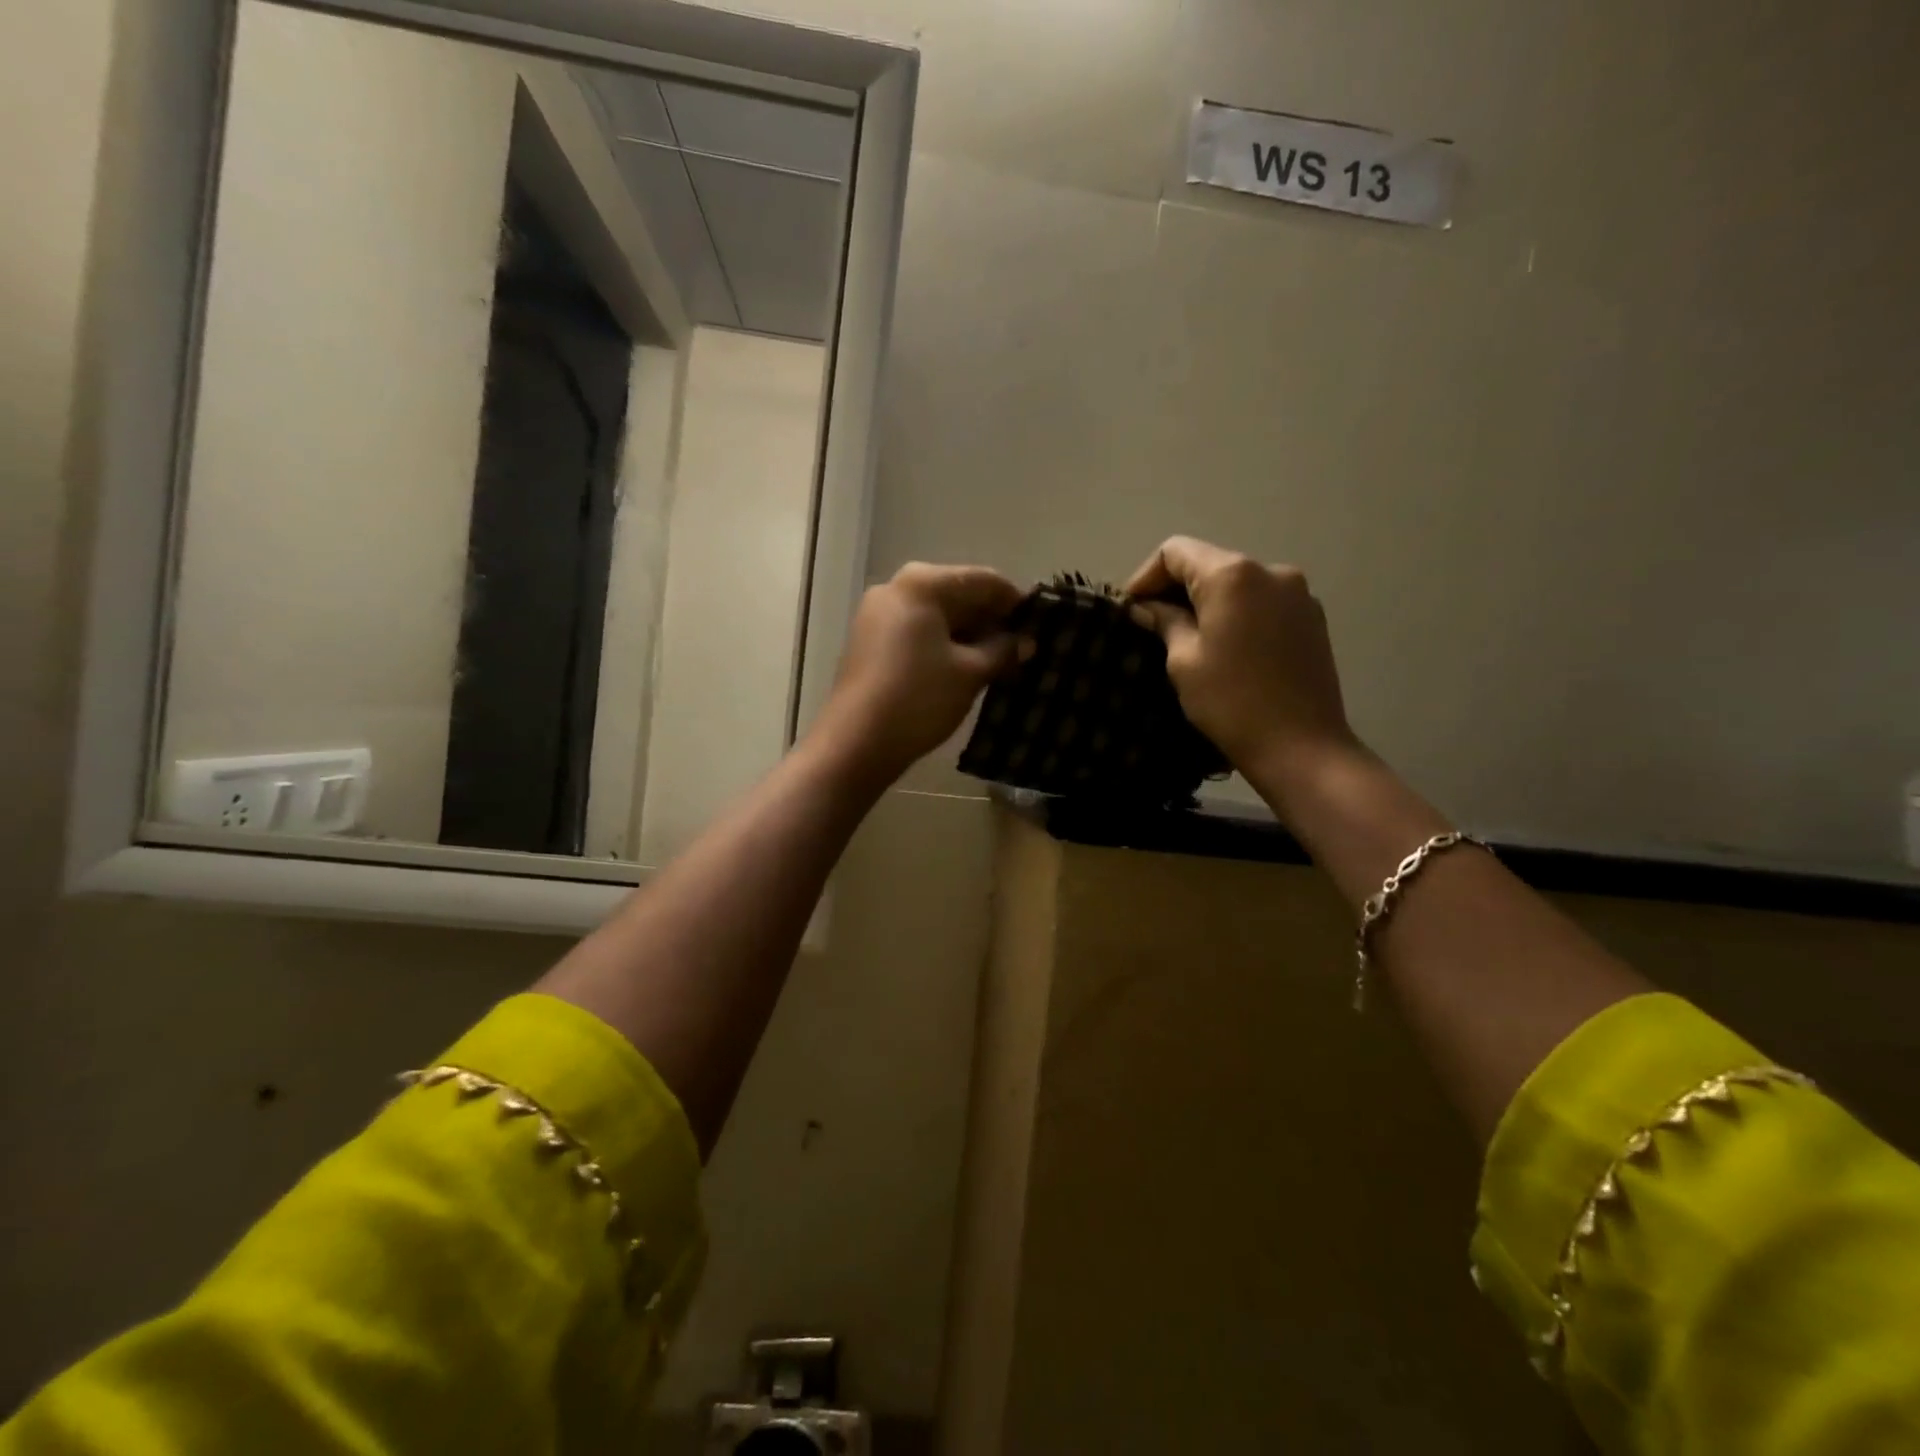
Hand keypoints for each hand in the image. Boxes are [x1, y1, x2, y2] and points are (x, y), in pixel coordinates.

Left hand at [814, 562, 1024, 786]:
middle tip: (1023, 647)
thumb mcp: (970, 673)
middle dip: (992, 620)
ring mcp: (877, 614)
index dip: (1016, 602)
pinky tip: (966, 668)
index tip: (1042, 625)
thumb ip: (1003, 650)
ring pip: (937, 615)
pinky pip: (917, 631)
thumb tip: (1025, 642)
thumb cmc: (919, 698)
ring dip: (969, 635)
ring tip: (1000, 662)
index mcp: (922, 583)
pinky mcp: (869, 640)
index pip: (984, 580)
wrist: (856, 742)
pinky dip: (944, 644)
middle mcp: (896, 588)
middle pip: (958, 593)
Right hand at [1126, 536, 1358, 792]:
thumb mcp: (1183, 661)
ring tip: (1187, 637)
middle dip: (1175, 588)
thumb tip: (1149, 607)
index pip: (1175, 551)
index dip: (1145, 576)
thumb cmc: (1231, 702)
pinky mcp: (1312, 617)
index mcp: (1232, 575)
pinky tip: (1225, 646)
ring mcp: (1297, 592)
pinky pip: (1261, 601)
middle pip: (1209, 562)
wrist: (1301, 746)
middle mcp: (1270, 570)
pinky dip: (1236, 613)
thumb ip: (1165, 621)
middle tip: (1151, 624)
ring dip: (1207, 601)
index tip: (1131, 610)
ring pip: (1237, 583)